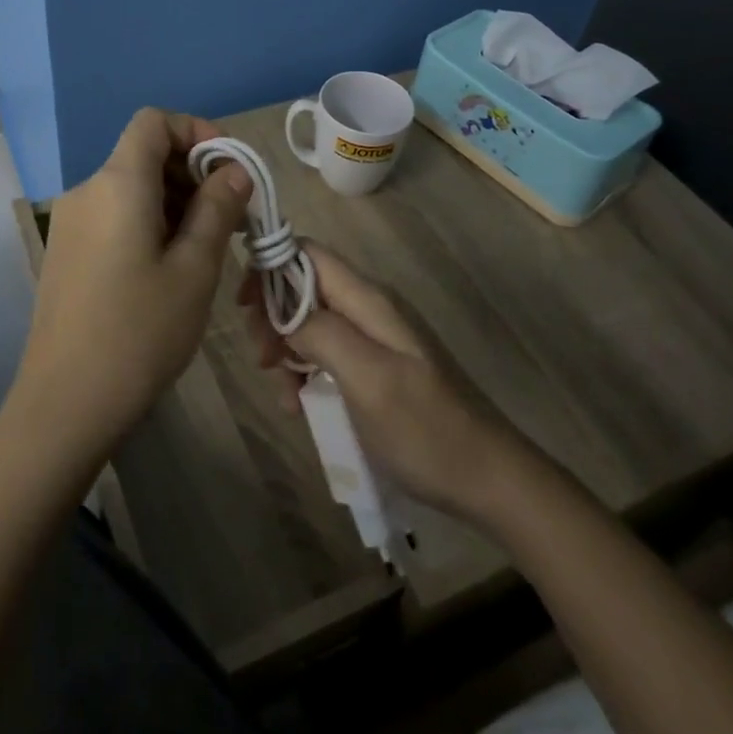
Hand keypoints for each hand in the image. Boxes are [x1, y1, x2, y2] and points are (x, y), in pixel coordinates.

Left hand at [15, 109, 251, 454]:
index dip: (196, 131)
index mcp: (118, 183)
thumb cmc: (140, 332)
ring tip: (208, 246)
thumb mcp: (194, 269)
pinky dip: (149, 220)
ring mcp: (71, 222)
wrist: (65, 404)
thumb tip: (234, 171)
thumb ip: (217, 209)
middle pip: (143, 153)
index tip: (229, 170)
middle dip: (192, 171)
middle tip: (231, 217)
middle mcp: (87, 190)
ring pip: (131, 187)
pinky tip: (171, 265)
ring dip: (174, 200)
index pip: (154, 122)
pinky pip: (114, 214)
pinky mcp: (66, 251)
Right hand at [239, 242, 525, 523]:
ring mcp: (375, 339)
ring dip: (287, 350)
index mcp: (368, 300)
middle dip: (273, 316)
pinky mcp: (377, 367)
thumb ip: (322, 333)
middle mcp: (370, 309)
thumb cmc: (426, 430)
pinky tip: (302, 405)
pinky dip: (307, 372)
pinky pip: (328, 355)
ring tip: (283, 394)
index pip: (308, 253)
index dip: (270, 265)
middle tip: (261, 358)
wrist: (488, 480)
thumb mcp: (368, 379)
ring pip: (311, 323)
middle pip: (304, 287)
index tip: (243, 304)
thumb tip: (283, 309)